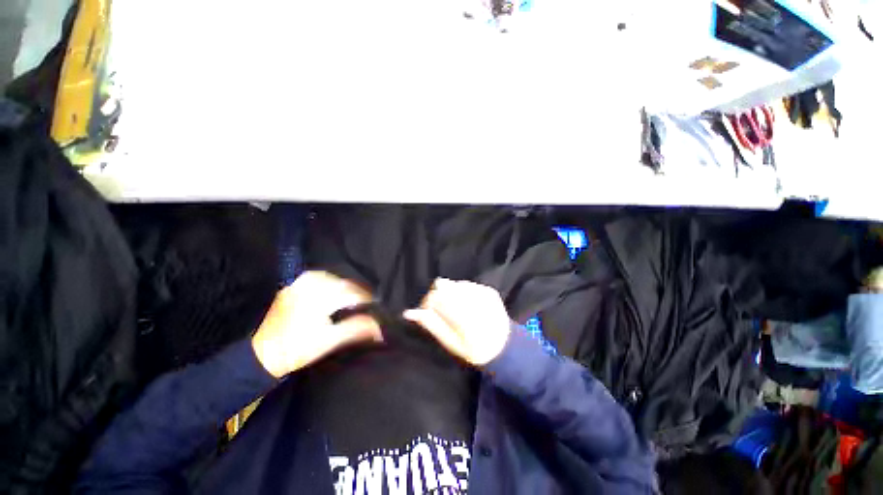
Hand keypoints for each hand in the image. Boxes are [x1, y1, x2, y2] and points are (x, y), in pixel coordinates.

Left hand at [252, 271, 380, 377]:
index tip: (377, 307)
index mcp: (318, 296)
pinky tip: (336, 293)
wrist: (262, 354)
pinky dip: (332, 284)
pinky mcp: (294, 285)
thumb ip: (357, 329)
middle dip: (358, 293)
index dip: (368, 299)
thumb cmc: (298, 349)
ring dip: (346, 287)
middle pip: (344, 283)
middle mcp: (309, 284)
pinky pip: (321, 278)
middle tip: (368, 304)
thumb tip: (380, 327)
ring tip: (354, 299)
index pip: (352, 292)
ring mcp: (300, 282)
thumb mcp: (330, 341)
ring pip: (334, 279)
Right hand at [404, 278, 510, 366]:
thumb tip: (409, 312)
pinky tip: (468, 306)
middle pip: (444, 284)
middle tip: (441, 310)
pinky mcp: (489, 290)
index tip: (428, 312)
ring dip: (450, 293)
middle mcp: (473, 299)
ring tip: (457, 310)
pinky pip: (467, 284)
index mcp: (464, 316)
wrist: (505, 346)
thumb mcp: (450, 343)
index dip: (428, 302)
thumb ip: (431, 324)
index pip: (436, 296)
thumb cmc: (474, 350)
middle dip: (438, 295)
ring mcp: (483, 292)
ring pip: (454, 283)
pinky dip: (462, 293)